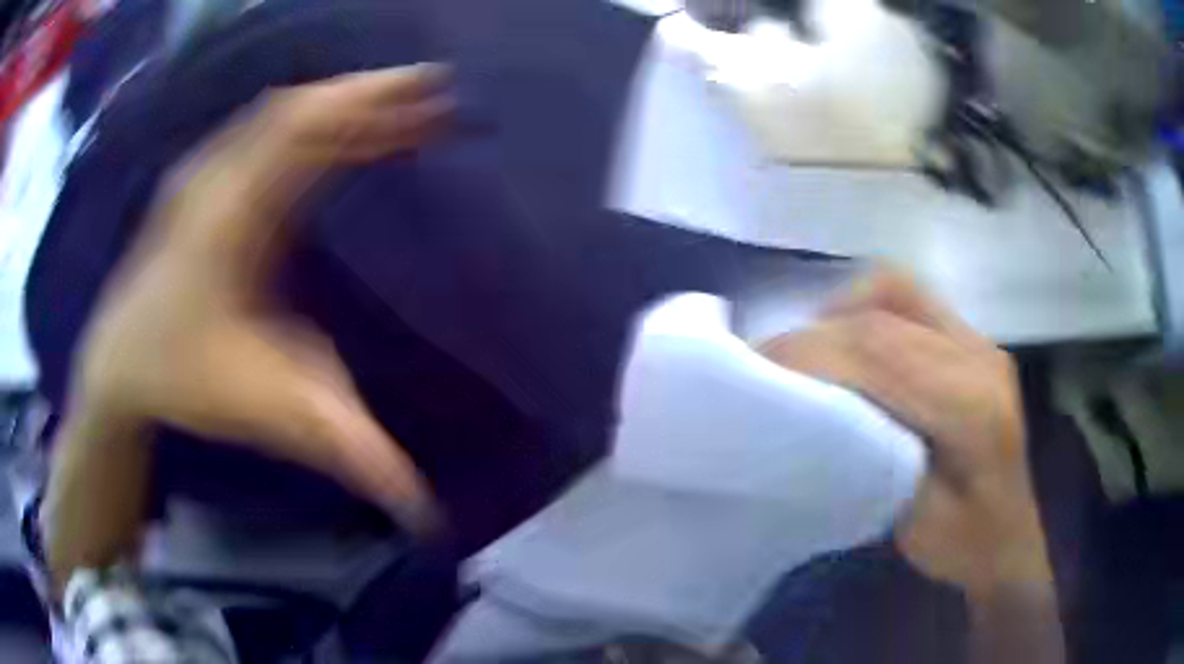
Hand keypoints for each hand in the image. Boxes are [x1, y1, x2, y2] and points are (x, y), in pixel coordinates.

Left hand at [71, 65, 452, 528]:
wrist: (118, 363)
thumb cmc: (185, 381)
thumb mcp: (272, 416)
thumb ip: (347, 451)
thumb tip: (424, 506)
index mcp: (230, 220)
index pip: (300, 133)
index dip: (366, 103)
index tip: (428, 91)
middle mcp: (219, 179)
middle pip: (300, 110)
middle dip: (373, 97)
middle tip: (437, 94)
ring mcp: (210, 173)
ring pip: (285, 116)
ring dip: (348, 107)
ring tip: (407, 110)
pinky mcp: (210, 181)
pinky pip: (270, 134)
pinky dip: (318, 124)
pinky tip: (349, 133)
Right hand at [761, 270, 1051, 597]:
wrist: (1009, 539)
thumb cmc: (965, 545)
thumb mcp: (915, 523)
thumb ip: (873, 459)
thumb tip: (816, 410)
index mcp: (974, 408)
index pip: (882, 352)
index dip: (814, 351)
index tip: (759, 367)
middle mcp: (981, 357)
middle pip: (886, 314)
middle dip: (819, 332)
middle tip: (771, 360)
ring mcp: (980, 343)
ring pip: (900, 290)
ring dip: (845, 310)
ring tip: (811, 350)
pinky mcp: (973, 343)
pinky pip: (913, 302)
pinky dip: (869, 311)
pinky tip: (852, 348)